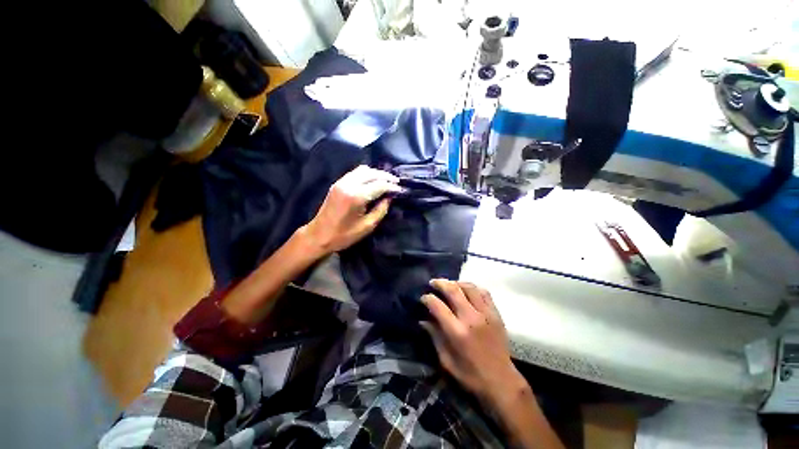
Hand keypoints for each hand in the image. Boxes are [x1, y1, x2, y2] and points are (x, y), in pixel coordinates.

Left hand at [303, 165, 400, 254]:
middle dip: (386, 176)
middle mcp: (348, 184)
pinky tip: (373, 181)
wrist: (319, 235)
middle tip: (396, 183)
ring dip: (377, 173)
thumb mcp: (367, 226)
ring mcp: (341, 182)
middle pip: (372, 173)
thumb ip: (381, 210)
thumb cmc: (344, 235)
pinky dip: (367, 174)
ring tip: (386, 181)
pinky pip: (355, 173)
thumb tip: (389, 198)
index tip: (401, 190)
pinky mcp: (337, 183)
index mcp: (356, 196)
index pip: (379, 185)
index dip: (392, 186)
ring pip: (363, 169)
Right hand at [421, 279, 526, 405]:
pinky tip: (467, 290)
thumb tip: (423, 320)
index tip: (423, 297)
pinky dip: (473, 287)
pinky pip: (484, 292)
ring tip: (449, 284)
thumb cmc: (471, 375)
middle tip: (433, 283)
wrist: (502, 381)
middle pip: (453, 290)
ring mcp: (486, 314)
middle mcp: (471, 318)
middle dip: (440, 283)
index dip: (428, 298)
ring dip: (456, 282)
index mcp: (457, 332)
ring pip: (469, 287)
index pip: (438, 306)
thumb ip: (434, 337)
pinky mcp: (496, 314)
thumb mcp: (446, 361)